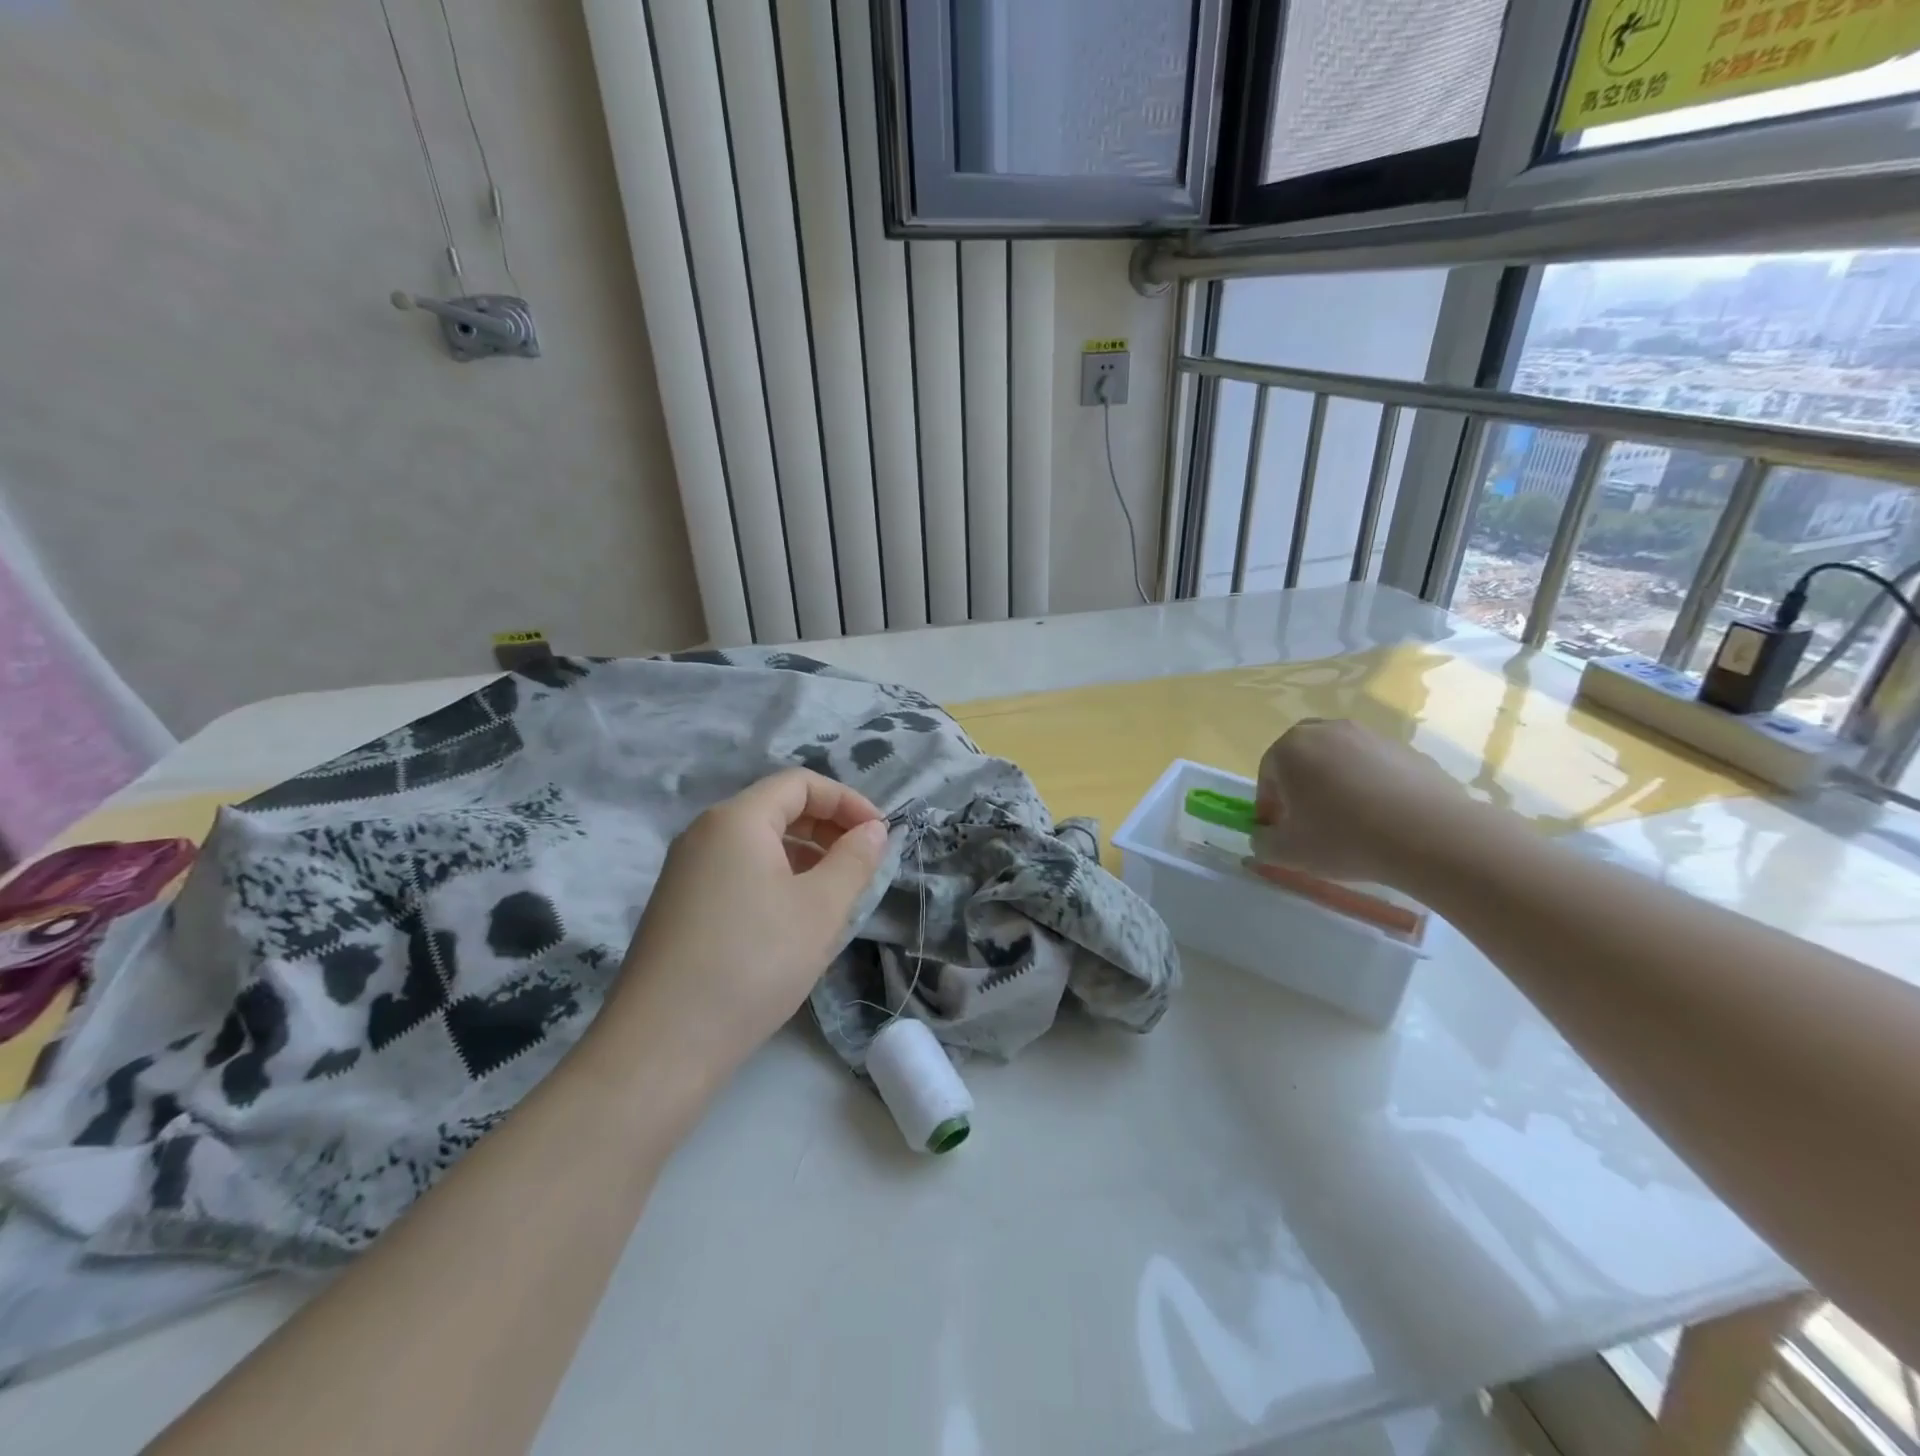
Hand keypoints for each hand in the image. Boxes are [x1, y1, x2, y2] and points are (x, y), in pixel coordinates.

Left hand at [604, 770, 888, 1077]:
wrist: (662, 1045)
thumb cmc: (753, 962)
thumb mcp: (821, 908)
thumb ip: (854, 860)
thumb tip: (872, 831)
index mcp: (736, 820)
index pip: (800, 783)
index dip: (847, 800)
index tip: (880, 835)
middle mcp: (704, 834)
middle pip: (776, 809)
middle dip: (828, 828)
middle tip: (863, 864)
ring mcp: (685, 872)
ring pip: (758, 845)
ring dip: (805, 858)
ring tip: (836, 897)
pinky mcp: (679, 908)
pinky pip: (738, 874)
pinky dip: (776, 881)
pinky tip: (794, 924)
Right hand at [1251, 718, 1469, 886]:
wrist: (1430, 835)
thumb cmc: (1344, 838)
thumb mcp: (1289, 852)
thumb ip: (1264, 844)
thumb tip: (1264, 837)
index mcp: (1290, 748)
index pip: (1267, 775)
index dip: (1269, 807)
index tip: (1279, 833)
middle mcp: (1326, 730)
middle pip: (1302, 758)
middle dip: (1300, 786)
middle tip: (1310, 822)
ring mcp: (1370, 735)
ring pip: (1340, 759)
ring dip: (1336, 784)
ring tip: (1350, 822)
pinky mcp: (1407, 749)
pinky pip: (1375, 767)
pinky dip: (1371, 786)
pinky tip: (1383, 819)